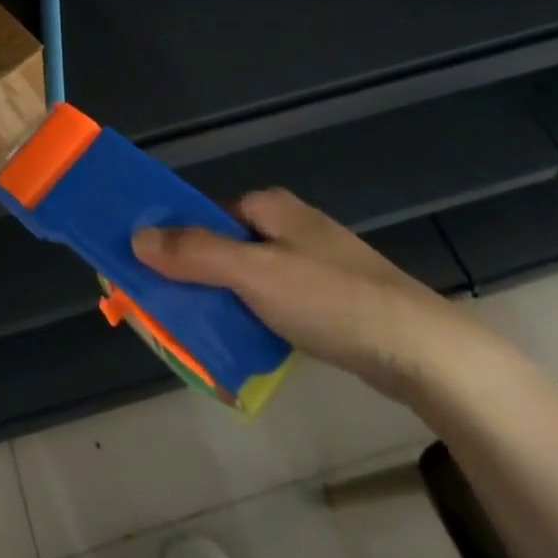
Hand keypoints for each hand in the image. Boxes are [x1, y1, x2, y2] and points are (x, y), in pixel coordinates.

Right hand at [131, 187, 501, 402]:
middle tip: (171, 311)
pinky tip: (247, 346)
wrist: (422, 350)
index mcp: (270, 207)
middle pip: (225, 246)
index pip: (206, 215)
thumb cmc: (330, 299)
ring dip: (224, 302)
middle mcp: (290, 227)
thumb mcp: (252, 273)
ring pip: (249, 278)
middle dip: (197, 276)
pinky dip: (255, 319)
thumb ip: (193, 254)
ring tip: (201, 335)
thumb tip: (136, 236)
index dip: (176, 240)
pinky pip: (275, 303)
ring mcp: (314, 264)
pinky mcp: (331, 300)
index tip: (151, 272)